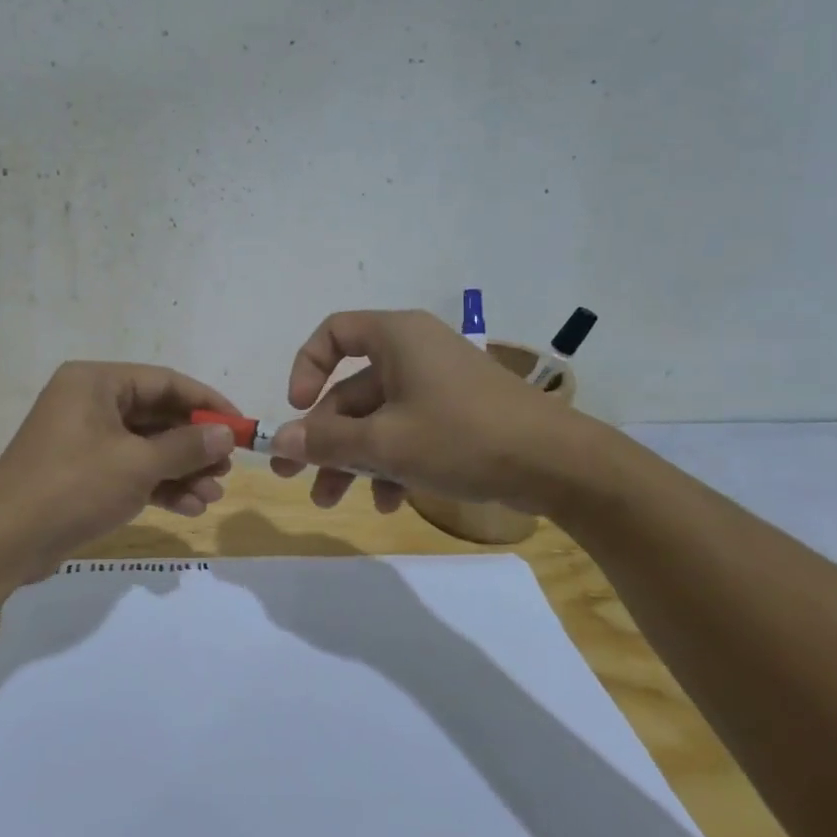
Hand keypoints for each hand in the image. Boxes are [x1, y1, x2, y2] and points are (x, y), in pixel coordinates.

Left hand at [0, 361, 239, 567]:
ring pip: (146, 447)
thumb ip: (186, 447)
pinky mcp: (82, 474)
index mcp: (97, 382)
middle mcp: (90, 403)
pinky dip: (158, 486)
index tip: (240, 426)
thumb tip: (226, 434)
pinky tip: (189, 508)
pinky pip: (130, 470)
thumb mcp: (137, 464)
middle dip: (195, 445)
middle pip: (157, 416)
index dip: (207, 404)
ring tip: (212, 496)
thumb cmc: (73, 486)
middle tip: (227, 468)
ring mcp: (84, 440)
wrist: (4, 541)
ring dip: (181, 471)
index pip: (165, 382)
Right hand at [268, 309, 601, 515]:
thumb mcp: (384, 443)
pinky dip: (390, 463)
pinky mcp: (457, 416)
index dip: (306, 368)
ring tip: (331, 501)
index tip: (298, 410)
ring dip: (352, 459)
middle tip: (293, 476)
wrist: (557, 464)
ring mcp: (438, 386)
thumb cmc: (461, 437)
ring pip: (378, 418)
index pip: (334, 333)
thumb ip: (327, 441)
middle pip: (351, 390)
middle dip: (323, 437)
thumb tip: (280, 440)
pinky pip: (408, 432)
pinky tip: (387, 503)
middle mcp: (415, 353)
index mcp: (397, 338)